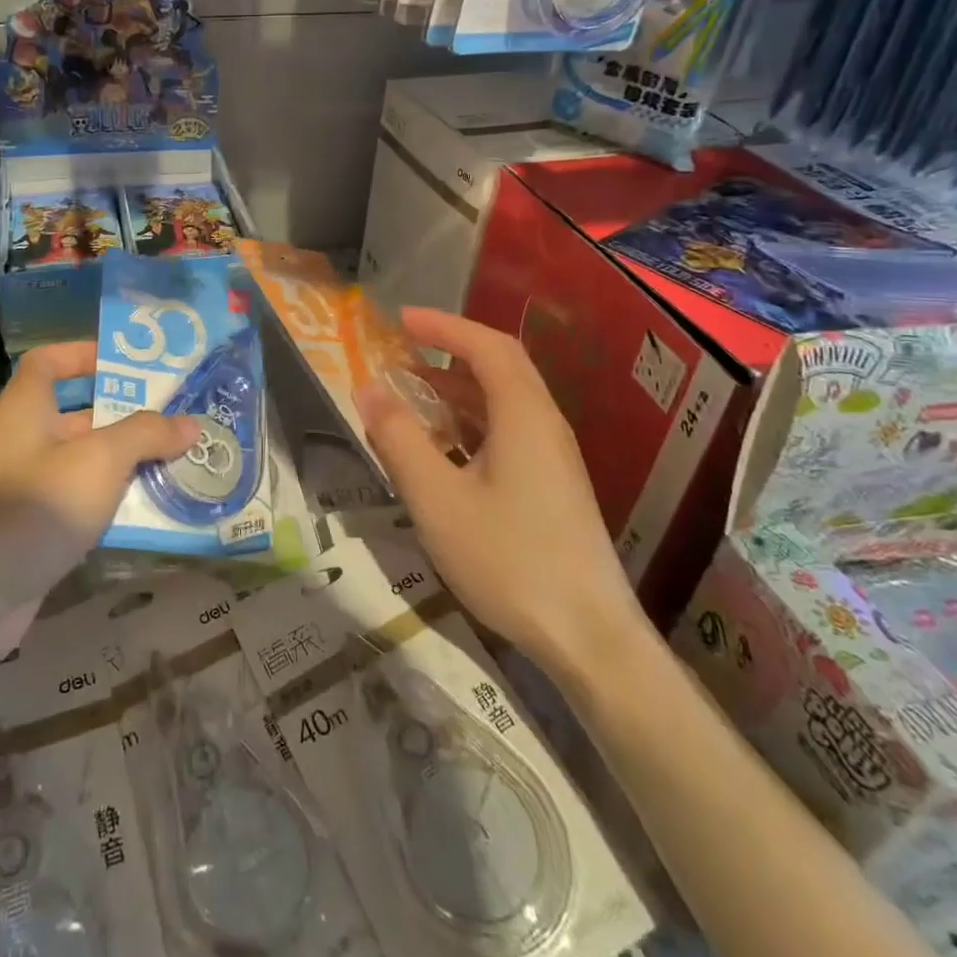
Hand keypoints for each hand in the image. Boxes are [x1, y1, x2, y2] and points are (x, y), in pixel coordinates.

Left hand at [0, 340, 198, 601]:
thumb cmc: (35, 506)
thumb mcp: (100, 460)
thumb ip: (146, 435)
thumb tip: (189, 423)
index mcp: (26, 410)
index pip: (48, 362)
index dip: (83, 354)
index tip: (128, 365)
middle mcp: (23, 443)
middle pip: (78, 415)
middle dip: (126, 416)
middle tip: (177, 417)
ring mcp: (27, 490)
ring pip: (85, 465)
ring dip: (127, 465)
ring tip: (180, 462)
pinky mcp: (34, 533)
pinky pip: (82, 506)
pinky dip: (114, 506)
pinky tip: (154, 513)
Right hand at [355, 308, 647, 673]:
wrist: (589, 637)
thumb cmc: (509, 559)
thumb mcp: (437, 498)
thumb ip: (399, 438)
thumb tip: (368, 388)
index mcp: (523, 415)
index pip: (486, 346)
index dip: (443, 325)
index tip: (401, 319)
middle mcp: (544, 424)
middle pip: (500, 366)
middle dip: (450, 350)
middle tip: (404, 349)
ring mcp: (553, 457)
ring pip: (504, 401)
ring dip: (458, 388)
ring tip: (412, 394)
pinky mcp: (553, 486)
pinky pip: (508, 431)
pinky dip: (470, 421)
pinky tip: (443, 447)